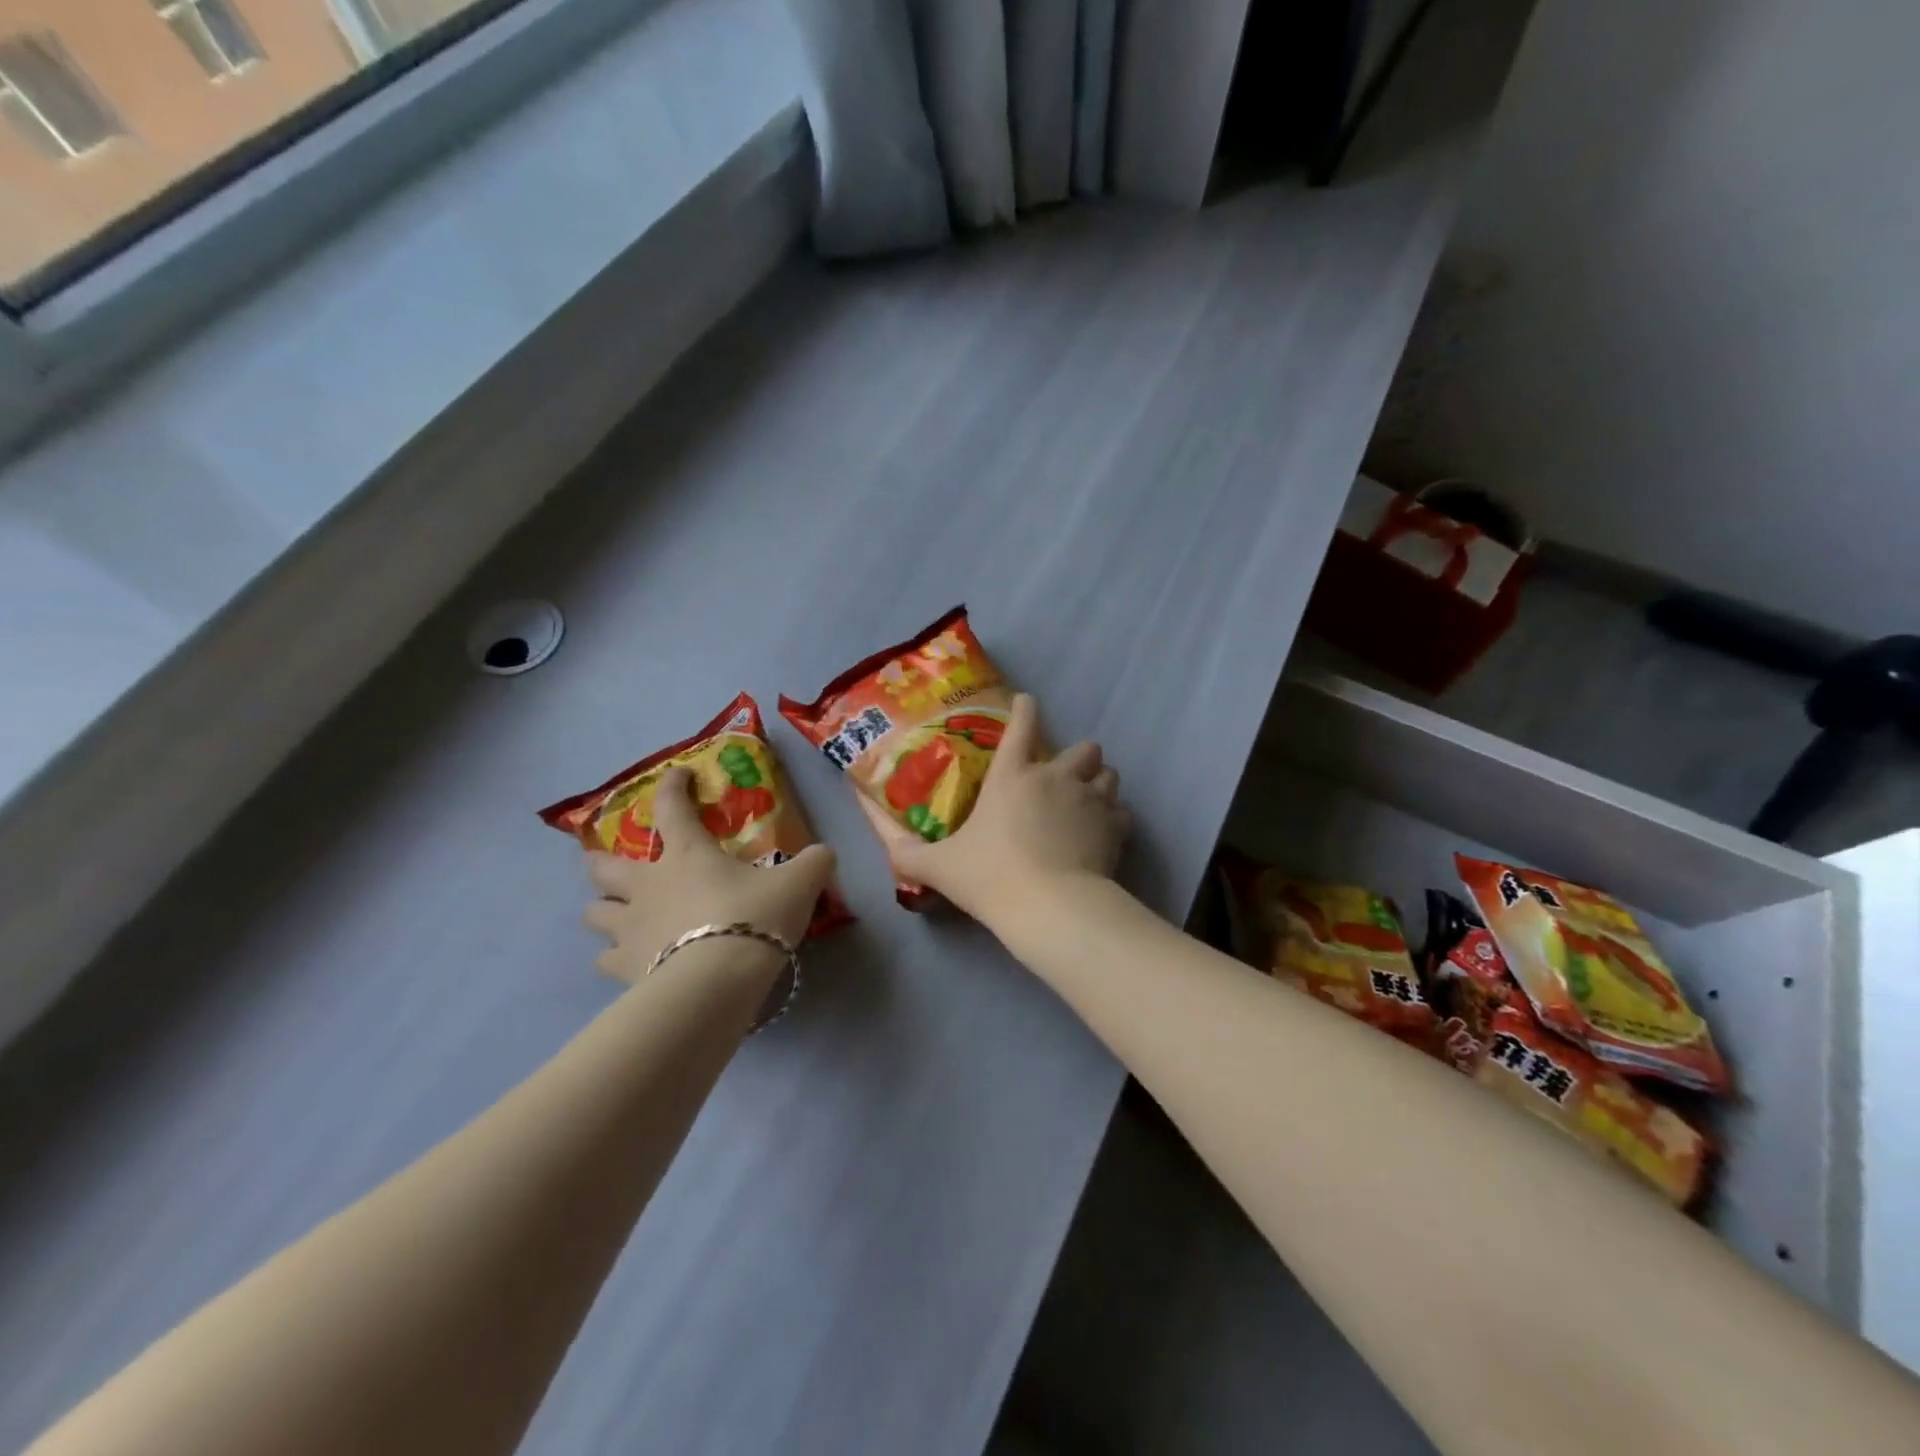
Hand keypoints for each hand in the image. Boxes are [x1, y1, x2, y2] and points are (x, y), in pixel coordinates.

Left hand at [585, 768, 836, 983]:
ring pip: (594, 913)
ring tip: (616, 914)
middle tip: (610, 862)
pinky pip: (606, 960)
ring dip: (603, 909)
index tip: (677, 774)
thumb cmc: (754, 918)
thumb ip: (813, 863)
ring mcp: (629, 928)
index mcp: (687, 855)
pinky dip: (613, 957)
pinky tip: (628, 961)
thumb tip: (824, 853)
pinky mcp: (624, 969)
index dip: (672, 786)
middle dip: (601, 860)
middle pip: (603, 866)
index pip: (672, 808)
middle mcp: (648, 885)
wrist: (718, 980)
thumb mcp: (798, 884)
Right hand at [883, 693, 1129, 925]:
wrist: (1050, 907)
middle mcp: (1056, 777)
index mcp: (1012, 775)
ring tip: (1089, 802)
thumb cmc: (990, 876)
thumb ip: (907, 853)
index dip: (1026, 708)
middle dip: (1079, 758)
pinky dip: (1115, 819)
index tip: (1027, 703)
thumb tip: (886, 846)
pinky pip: (1122, 812)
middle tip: (1065, 779)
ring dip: (1100, 784)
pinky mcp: (1114, 827)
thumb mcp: (939, 867)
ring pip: (1110, 774)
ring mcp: (1090, 800)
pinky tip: (1104, 834)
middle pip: (1085, 748)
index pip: (1023, 724)